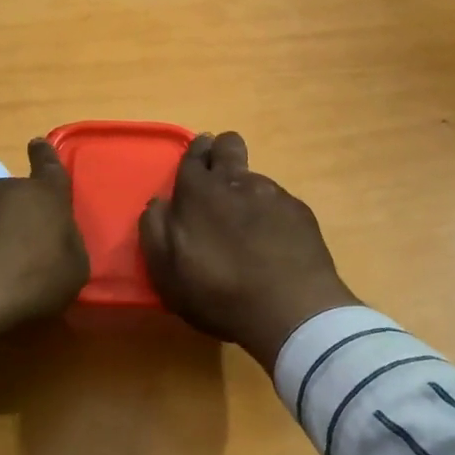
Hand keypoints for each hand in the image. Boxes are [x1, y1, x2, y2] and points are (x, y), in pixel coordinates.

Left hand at [0, 139, 88, 352]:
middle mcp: (6, 189)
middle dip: (24, 211)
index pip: (49, 165)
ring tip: (0, 264)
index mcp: (44, 194)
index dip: (45, 155)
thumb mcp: (73, 271)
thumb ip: (70, 246)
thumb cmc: (30, 279)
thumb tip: (59, 240)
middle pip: (20, 194)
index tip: (38, 144)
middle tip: (29, 242)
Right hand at [139, 132, 359, 366]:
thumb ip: (155, 229)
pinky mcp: (299, 210)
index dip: (194, 154)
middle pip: (228, 144)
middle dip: (222, 151)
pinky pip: (278, 201)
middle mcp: (235, 180)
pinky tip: (274, 243)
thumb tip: (159, 202)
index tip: (197, 161)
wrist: (290, 310)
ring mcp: (272, 193)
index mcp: (197, 191)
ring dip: (246, 191)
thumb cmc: (219, 293)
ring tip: (248, 228)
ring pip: (254, 176)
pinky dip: (272, 215)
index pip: (193, 154)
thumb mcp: (166, 272)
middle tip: (218, 181)